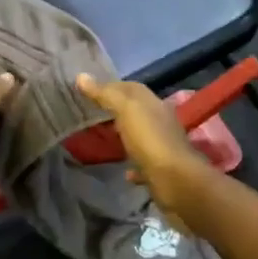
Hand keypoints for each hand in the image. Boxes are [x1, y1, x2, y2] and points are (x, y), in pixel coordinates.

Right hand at [75, 73, 208, 218]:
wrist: (176, 182)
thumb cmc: (150, 140)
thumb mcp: (126, 110)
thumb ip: (105, 94)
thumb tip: (81, 76)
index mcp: (153, 104)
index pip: (131, 88)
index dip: (110, 86)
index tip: (87, 89)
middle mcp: (160, 122)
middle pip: (135, 111)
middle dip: (115, 110)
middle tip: (89, 113)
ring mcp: (161, 147)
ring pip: (139, 137)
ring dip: (124, 136)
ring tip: (101, 139)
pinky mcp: (160, 171)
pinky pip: (143, 164)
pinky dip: (132, 165)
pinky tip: (121, 171)